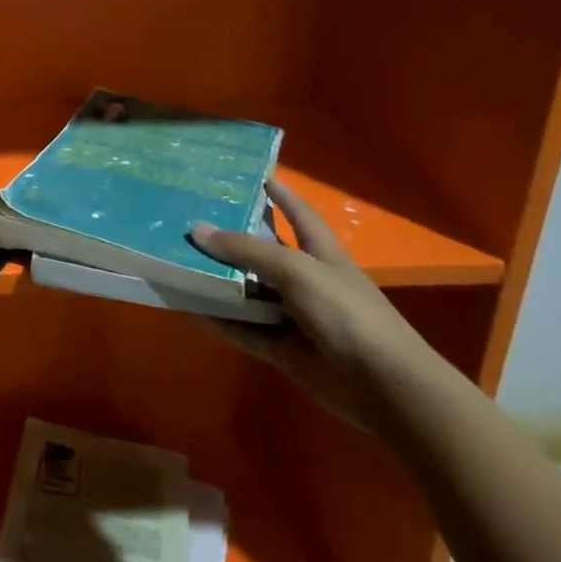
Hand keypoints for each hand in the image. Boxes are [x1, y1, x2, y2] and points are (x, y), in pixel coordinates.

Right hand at [190, 179, 432, 427]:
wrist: (383, 386)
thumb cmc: (346, 313)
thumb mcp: (297, 270)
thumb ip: (247, 251)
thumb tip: (197, 229)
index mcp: (321, 253)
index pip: (298, 213)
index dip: (280, 194)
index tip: (253, 175)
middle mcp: (306, 280)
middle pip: (263, 254)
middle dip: (231, 240)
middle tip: (190, 220)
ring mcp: (293, 316)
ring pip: (248, 294)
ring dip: (218, 283)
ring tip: (177, 263)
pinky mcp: (282, 349)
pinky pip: (243, 330)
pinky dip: (219, 322)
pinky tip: (188, 311)